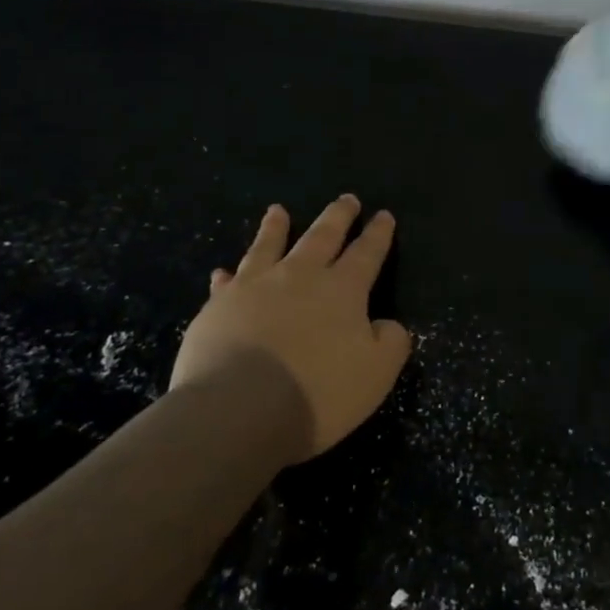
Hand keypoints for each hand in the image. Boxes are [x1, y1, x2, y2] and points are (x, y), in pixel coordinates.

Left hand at [170, 196, 410, 460]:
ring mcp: (255, 287)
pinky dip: (227, 276)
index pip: (366, 253)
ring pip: (269, 246)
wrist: (239, 410)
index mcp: (342, 289)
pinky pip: (225, 284)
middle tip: (347, 199)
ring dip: (276, 228)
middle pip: (322, 236)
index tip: (384, 215)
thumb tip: (386, 324)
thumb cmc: (318, 393)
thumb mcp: (376, 373)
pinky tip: (222, 272)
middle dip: (338, 216)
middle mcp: (300, 276)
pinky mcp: (218, 307)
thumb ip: (390, 342)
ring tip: (278, 210)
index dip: (378, 234)